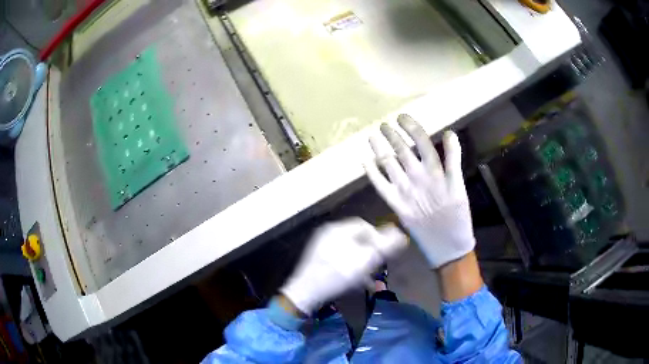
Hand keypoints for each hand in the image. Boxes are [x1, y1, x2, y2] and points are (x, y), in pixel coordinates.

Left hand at [280, 218, 406, 313]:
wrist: (306, 294)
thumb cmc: (337, 275)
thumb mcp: (365, 260)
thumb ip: (385, 246)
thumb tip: (400, 235)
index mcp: (337, 229)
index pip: (364, 225)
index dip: (378, 237)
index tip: (385, 253)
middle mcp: (328, 234)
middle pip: (357, 238)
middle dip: (371, 252)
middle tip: (378, 265)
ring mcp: (321, 247)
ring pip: (349, 251)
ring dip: (362, 262)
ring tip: (369, 277)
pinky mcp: (318, 260)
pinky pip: (340, 259)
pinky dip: (350, 267)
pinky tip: (355, 282)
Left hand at [365, 114, 474, 268]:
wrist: (448, 246)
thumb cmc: (458, 216)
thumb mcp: (460, 186)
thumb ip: (453, 160)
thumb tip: (449, 135)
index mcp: (436, 173)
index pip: (421, 142)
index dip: (411, 127)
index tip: (402, 117)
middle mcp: (418, 179)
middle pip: (402, 150)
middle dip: (391, 135)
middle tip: (384, 124)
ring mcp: (405, 192)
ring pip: (389, 163)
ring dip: (379, 148)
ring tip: (372, 135)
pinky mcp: (396, 205)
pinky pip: (381, 186)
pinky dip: (372, 172)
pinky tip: (364, 160)